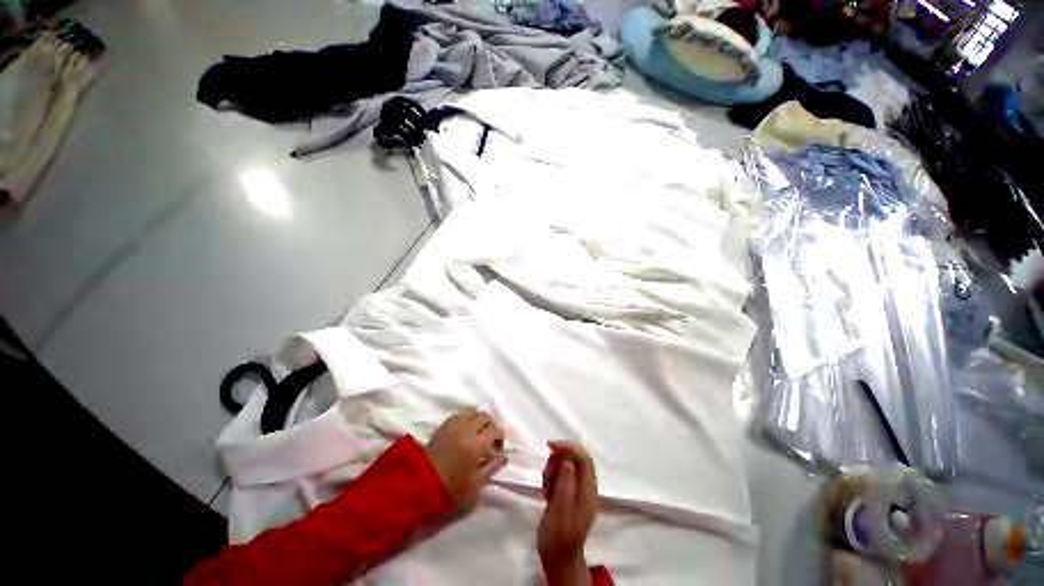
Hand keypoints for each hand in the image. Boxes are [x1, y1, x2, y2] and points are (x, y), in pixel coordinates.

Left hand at [425, 408, 506, 510]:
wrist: (419, 484)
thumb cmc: (450, 489)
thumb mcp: (475, 485)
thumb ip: (491, 468)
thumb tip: (503, 457)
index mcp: (476, 445)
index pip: (496, 430)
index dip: (500, 438)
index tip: (497, 449)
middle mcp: (467, 429)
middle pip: (486, 417)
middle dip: (490, 427)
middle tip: (488, 440)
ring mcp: (454, 424)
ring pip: (473, 412)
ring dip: (478, 420)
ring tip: (476, 433)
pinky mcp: (444, 425)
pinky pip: (460, 414)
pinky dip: (466, 419)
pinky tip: (464, 432)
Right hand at [538, 441, 597, 585]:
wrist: (557, 559)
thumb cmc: (558, 537)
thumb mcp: (560, 511)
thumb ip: (565, 483)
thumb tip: (567, 459)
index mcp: (588, 491)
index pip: (584, 458)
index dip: (569, 447)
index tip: (550, 446)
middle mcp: (585, 488)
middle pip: (574, 459)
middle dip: (558, 460)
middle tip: (546, 475)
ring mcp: (576, 491)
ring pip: (565, 466)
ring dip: (552, 469)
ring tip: (545, 486)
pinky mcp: (567, 494)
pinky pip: (560, 475)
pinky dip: (551, 477)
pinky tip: (545, 491)